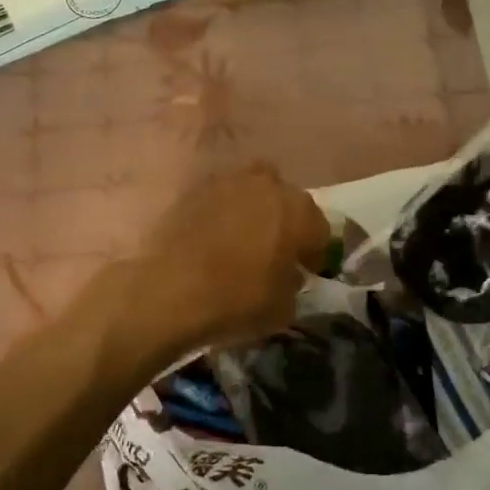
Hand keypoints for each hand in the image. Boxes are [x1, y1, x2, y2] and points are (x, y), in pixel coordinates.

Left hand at [125, 165, 329, 363]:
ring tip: (243, 240)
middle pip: (287, 201)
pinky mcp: (196, 189)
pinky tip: (213, 239)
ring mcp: (230, 182)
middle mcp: (269, 185)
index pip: (320, 230)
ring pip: (253, 192)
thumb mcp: (284, 308)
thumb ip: (294, 282)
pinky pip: (222, 199)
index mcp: (300, 211)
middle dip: (286, 223)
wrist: (170, 289)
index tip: (305, 271)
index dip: (314, 254)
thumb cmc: (237, 300)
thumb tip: (288, 273)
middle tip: (275, 251)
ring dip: (255, 211)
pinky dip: (223, 214)